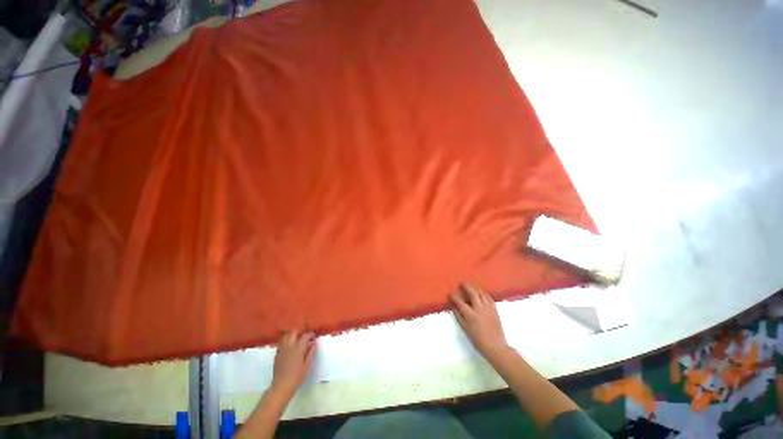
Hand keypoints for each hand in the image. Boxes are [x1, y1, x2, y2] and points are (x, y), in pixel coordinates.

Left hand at [272, 330, 316, 393]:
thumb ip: (311, 352)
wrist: (281, 386)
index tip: (314, 336)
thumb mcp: (307, 365)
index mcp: (298, 348)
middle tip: (305, 336)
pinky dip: (287, 340)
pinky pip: (282, 341)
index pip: (305, 335)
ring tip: (297, 339)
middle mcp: (289, 346)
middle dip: (300, 331)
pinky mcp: (277, 353)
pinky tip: (290, 346)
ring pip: (286, 335)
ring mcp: (282, 349)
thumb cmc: (297, 377)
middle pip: (294, 331)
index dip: (310, 334)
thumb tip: (314, 342)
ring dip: (293, 335)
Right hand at [450, 283, 509, 360]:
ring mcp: (488, 308)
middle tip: (462, 283)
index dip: (454, 296)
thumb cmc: (477, 340)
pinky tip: (481, 292)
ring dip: (475, 287)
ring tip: (471, 284)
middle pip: (472, 293)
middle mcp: (479, 309)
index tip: (450, 293)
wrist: (495, 347)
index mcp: (470, 315)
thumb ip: (458, 315)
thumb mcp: (465, 328)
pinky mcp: (495, 310)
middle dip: (466, 286)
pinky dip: (484, 293)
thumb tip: (453, 305)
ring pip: (482, 293)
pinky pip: (489, 298)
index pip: (460, 302)